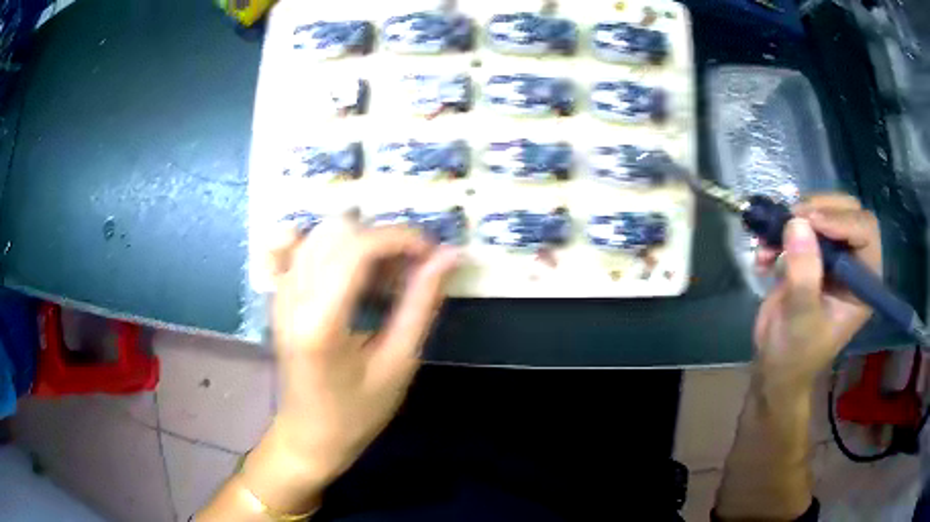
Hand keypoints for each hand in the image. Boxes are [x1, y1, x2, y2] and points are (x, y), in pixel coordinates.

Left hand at [253, 217, 458, 505]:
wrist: (309, 436)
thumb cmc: (357, 412)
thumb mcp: (398, 364)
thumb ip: (421, 304)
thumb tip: (449, 256)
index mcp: (320, 321)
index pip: (357, 247)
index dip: (401, 238)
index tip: (433, 253)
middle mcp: (292, 297)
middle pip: (337, 230)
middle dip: (382, 239)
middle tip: (411, 270)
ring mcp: (281, 294)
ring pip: (321, 234)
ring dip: (361, 243)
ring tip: (386, 277)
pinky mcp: (280, 297)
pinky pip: (307, 250)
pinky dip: (339, 251)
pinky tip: (357, 279)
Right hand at [753, 194, 880, 390]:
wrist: (774, 365)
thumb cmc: (796, 353)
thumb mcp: (802, 319)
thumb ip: (804, 274)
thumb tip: (797, 223)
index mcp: (864, 280)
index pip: (865, 230)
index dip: (842, 219)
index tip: (810, 223)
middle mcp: (853, 261)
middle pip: (846, 210)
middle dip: (818, 209)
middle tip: (792, 217)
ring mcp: (831, 255)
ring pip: (822, 211)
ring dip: (793, 218)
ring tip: (769, 240)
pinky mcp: (810, 253)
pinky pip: (799, 224)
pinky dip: (778, 231)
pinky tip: (763, 255)